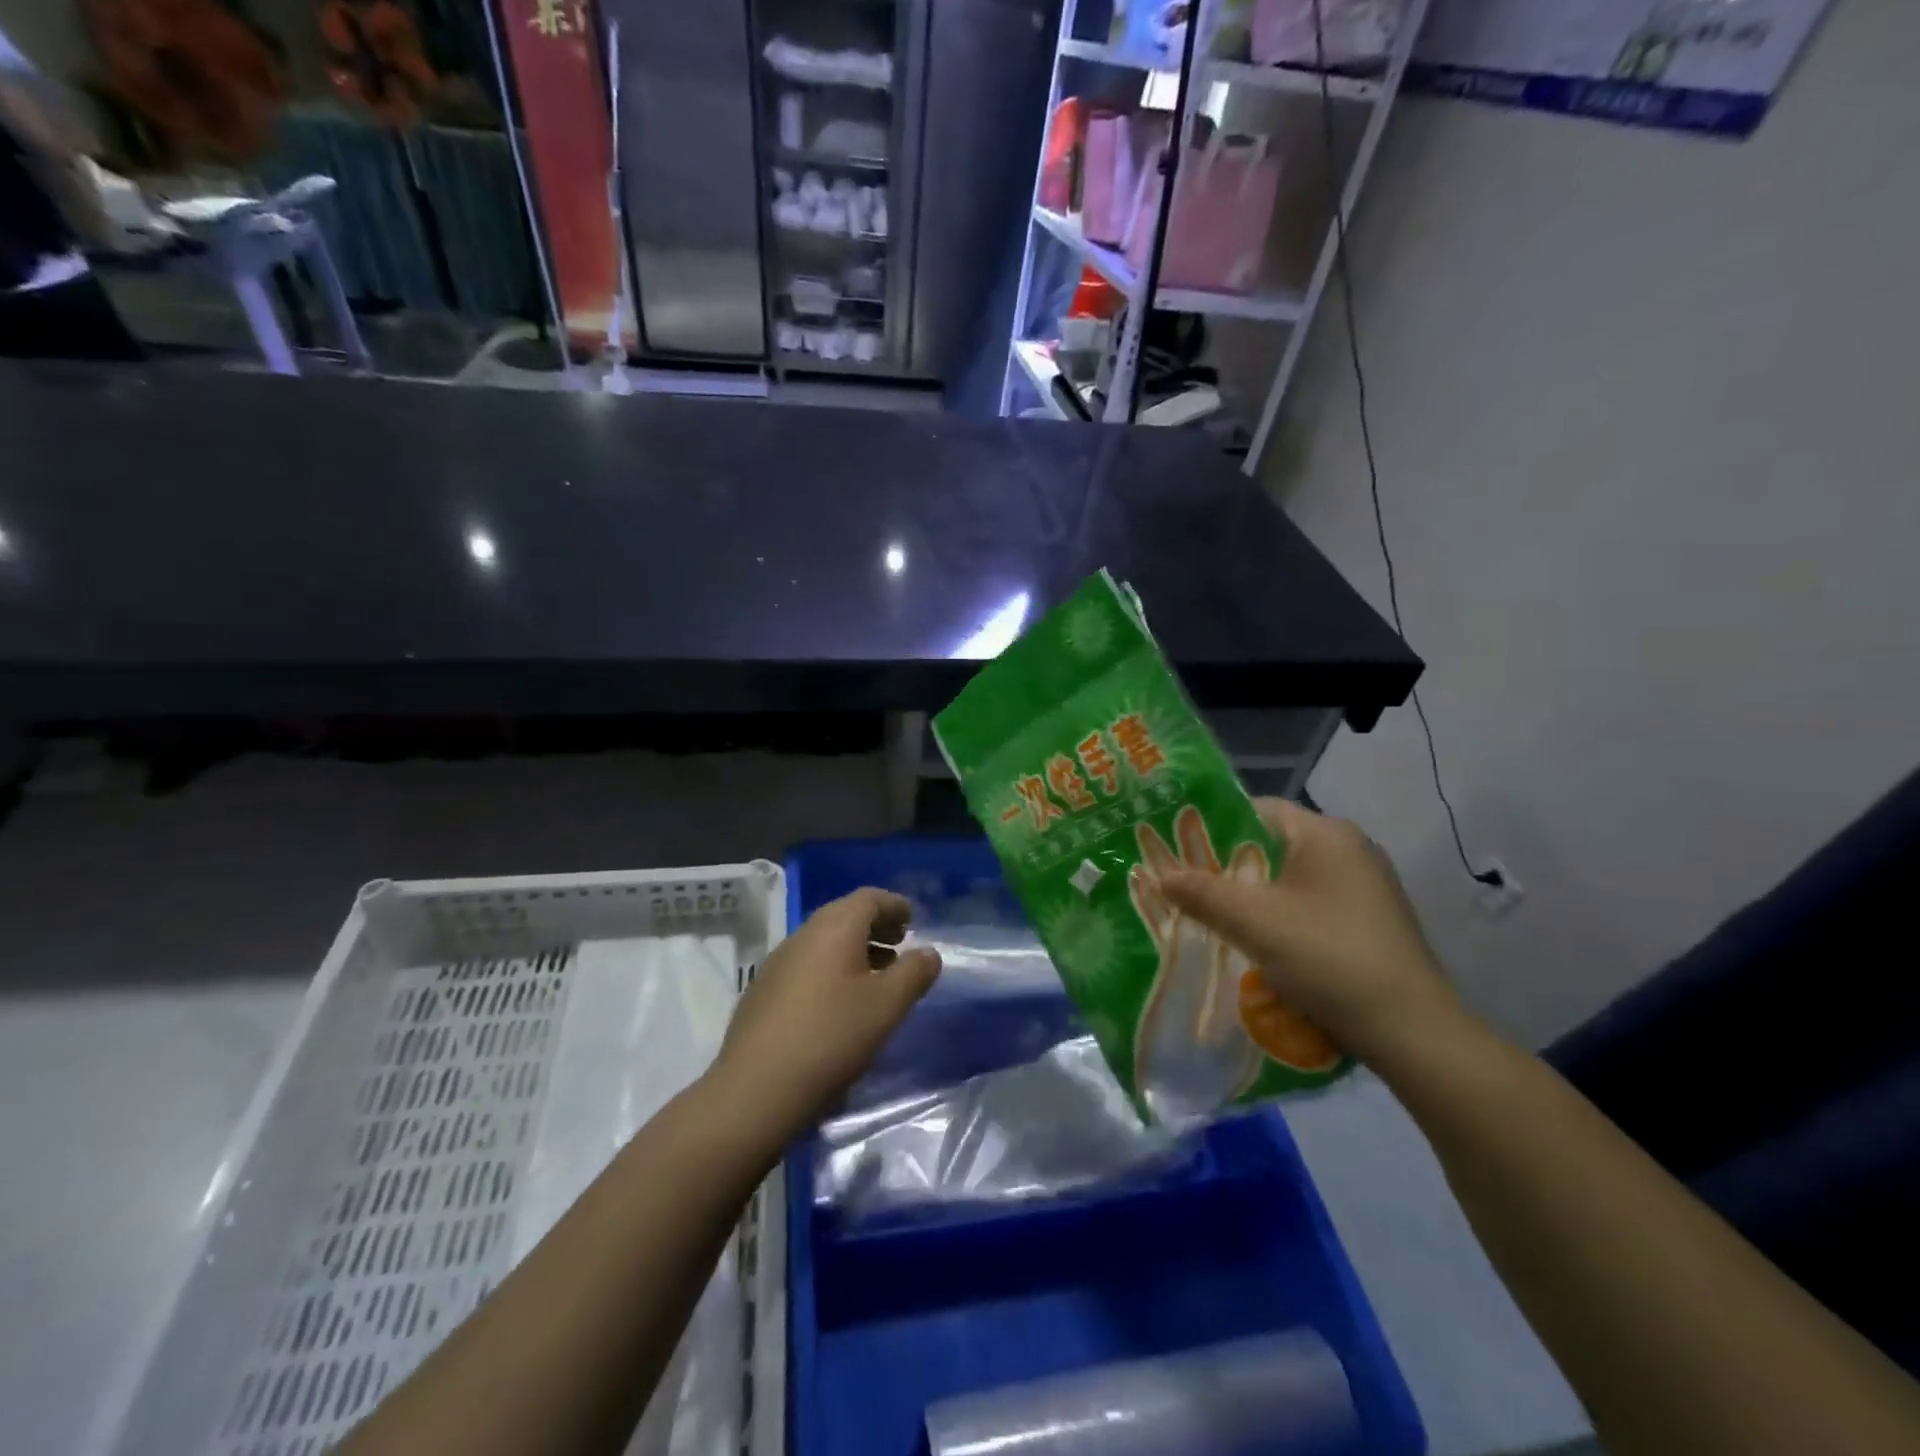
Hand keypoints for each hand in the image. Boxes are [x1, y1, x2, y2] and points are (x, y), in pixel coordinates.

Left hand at [709, 888, 940, 1143]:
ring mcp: (778, 963)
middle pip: (844, 915)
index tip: (913, 919)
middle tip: (900, 946)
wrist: (755, 1090)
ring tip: (877, 977)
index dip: (894, 905)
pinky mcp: (763, 991)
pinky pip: (807, 964)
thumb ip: (914, 974)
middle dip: (876, 926)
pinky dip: (832, 969)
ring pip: (824, 942)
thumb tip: (928, 952)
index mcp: (834, 928)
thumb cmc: (831, 1038)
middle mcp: (803, 935)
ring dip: (854, 949)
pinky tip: (840, 1003)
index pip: (869, 898)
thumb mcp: (887, 1006)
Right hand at [1157, 798, 1462, 1066]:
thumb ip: (1202, 892)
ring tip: (1213, 916)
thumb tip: (1162, 875)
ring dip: (1254, 896)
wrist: (1411, 1031)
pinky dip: (1282, 916)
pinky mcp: (1372, 921)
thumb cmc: (1328, 956)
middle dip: (1229, 867)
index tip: (1178, 849)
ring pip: (1291, 879)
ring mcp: (1367, 887)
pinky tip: (1260, 944)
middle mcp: (1351, 849)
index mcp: (1326, 833)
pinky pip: (1312, 905)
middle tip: (1187, 886)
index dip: (1213, 826)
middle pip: (1273, 846)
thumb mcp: (1253, 922)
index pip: (1256, 810)